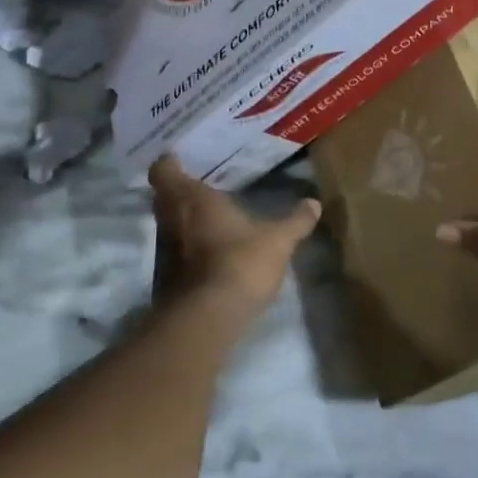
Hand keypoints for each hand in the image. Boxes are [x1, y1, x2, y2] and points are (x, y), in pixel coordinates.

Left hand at [148, 155, 321, 315]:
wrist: (206, 320)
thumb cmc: (239, 263)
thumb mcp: (278, 241)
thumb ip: (296, 221)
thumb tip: (314, 203)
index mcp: (191, 198)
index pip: (163, 170)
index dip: (169, 163)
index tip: (183, 158)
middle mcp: (170, 219)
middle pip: (163, 196)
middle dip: (179, 190)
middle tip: (202, 184)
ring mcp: (163, 251)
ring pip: (168, 225)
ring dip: (183, 221)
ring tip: (209, 216)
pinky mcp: (165, 279)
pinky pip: (174, 253)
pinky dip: (187, 249)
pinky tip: (210, 252)